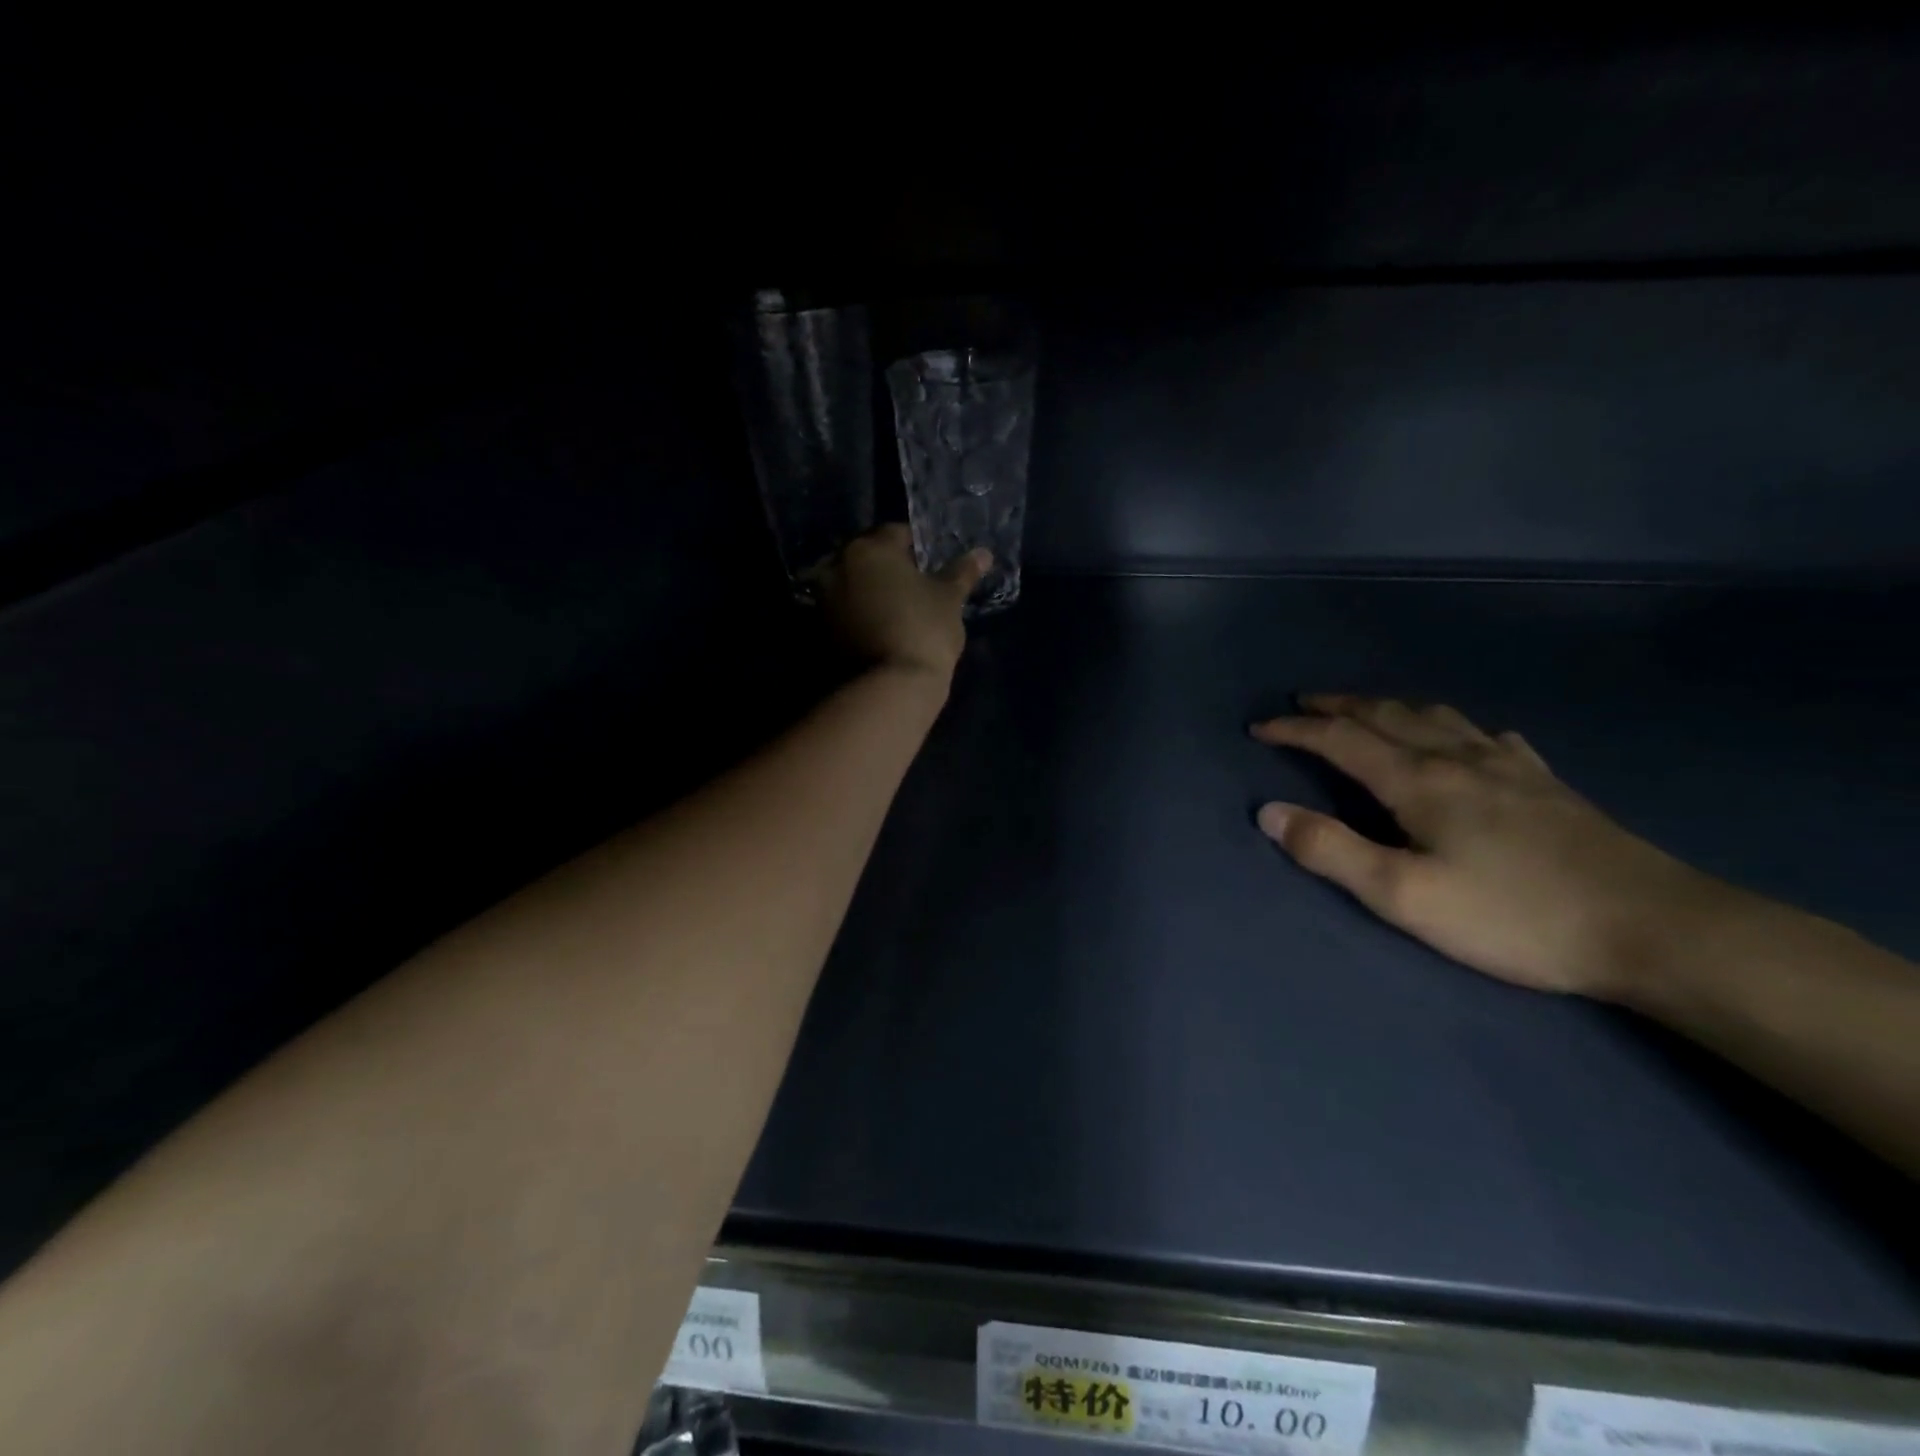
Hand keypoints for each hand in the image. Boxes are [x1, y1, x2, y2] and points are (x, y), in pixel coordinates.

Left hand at [819, 525, 988, 681]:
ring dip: (869, 591)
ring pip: (852, 584)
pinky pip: (842, 611)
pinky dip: (857, 614)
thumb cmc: (924, 630)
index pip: (896, 534)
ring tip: (895, 610)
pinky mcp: (818, 630)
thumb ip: (962, 572)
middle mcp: (837, 566)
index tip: (931, 566)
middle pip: (867, 557)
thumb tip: (983, 553)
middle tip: (913, 587)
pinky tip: (879, 629)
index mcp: (869, 548)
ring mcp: (823, 599)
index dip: (917, 548)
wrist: (890, 687)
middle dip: (887, 567)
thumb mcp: (950, 599)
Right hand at [1250, 695, 1737, 998]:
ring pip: (1435, 716)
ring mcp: (1508, 765)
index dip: (1295, 730)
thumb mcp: (1405, 896)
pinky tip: (1463, 737)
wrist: (1654, 928)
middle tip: (1302, 704)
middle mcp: (1457, 758)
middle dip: (1336, 706)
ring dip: (1388, 706)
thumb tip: (1269, 812)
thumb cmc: (1514, 916)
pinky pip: (1486, 735)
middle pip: (1385, 715)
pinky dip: (1452, 725)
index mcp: (1418, 781)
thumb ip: (1332, 852)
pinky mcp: (1546, 783)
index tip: (1258, 728)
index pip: (1340, 740)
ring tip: (1366, 709)